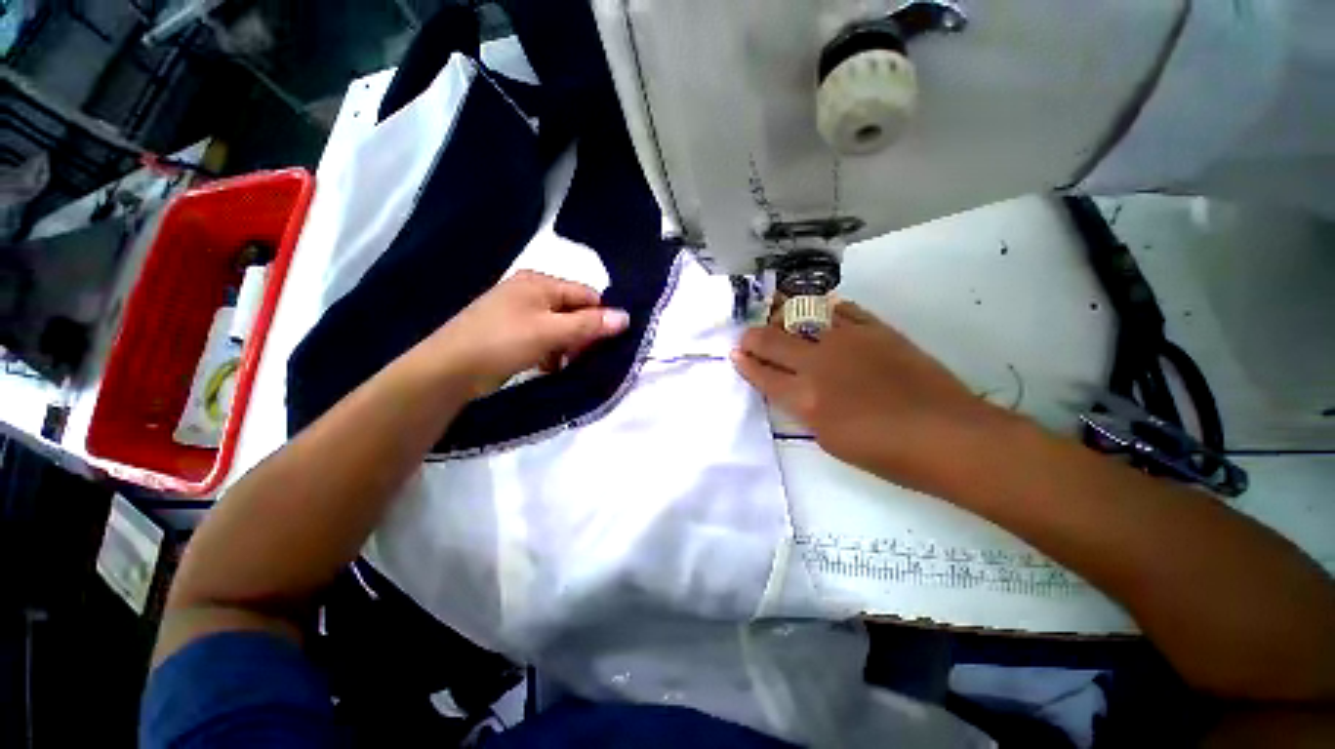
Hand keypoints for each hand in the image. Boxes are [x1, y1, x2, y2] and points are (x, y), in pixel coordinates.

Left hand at [424, 271, 629, 397]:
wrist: (448, 370)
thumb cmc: (503, 342)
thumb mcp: (551, 332)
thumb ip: (589, 324)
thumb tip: (626, 317)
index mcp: (539, 282)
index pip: (586, 295)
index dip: (600, 318)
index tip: (605, 343)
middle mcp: (529, 291)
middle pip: (573, 310)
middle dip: (582, 334)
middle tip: (582, 356)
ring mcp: (518, 311)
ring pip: (559, 326)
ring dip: (567, 345)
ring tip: (563, 364)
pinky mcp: (510, 331)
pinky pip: (542, 337)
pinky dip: (550, 351)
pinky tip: (547, 366)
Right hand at [733, 301, 1006, 490]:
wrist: (947, 436)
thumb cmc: (884, 453)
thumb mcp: (828, 439)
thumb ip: (803, 408)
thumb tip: (792, 388)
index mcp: (805, 398)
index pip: (763, 374)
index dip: (745, 363)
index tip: (735, 354)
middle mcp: (818, 363)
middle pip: (773, 340)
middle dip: (753, 338)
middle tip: (747, 337)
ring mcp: (847, 341)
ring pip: (803, 318)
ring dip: (783, 318)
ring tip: (776, 317)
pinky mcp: (876, 330)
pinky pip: (843, 310)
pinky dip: (825, 310)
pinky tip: (821, 311)